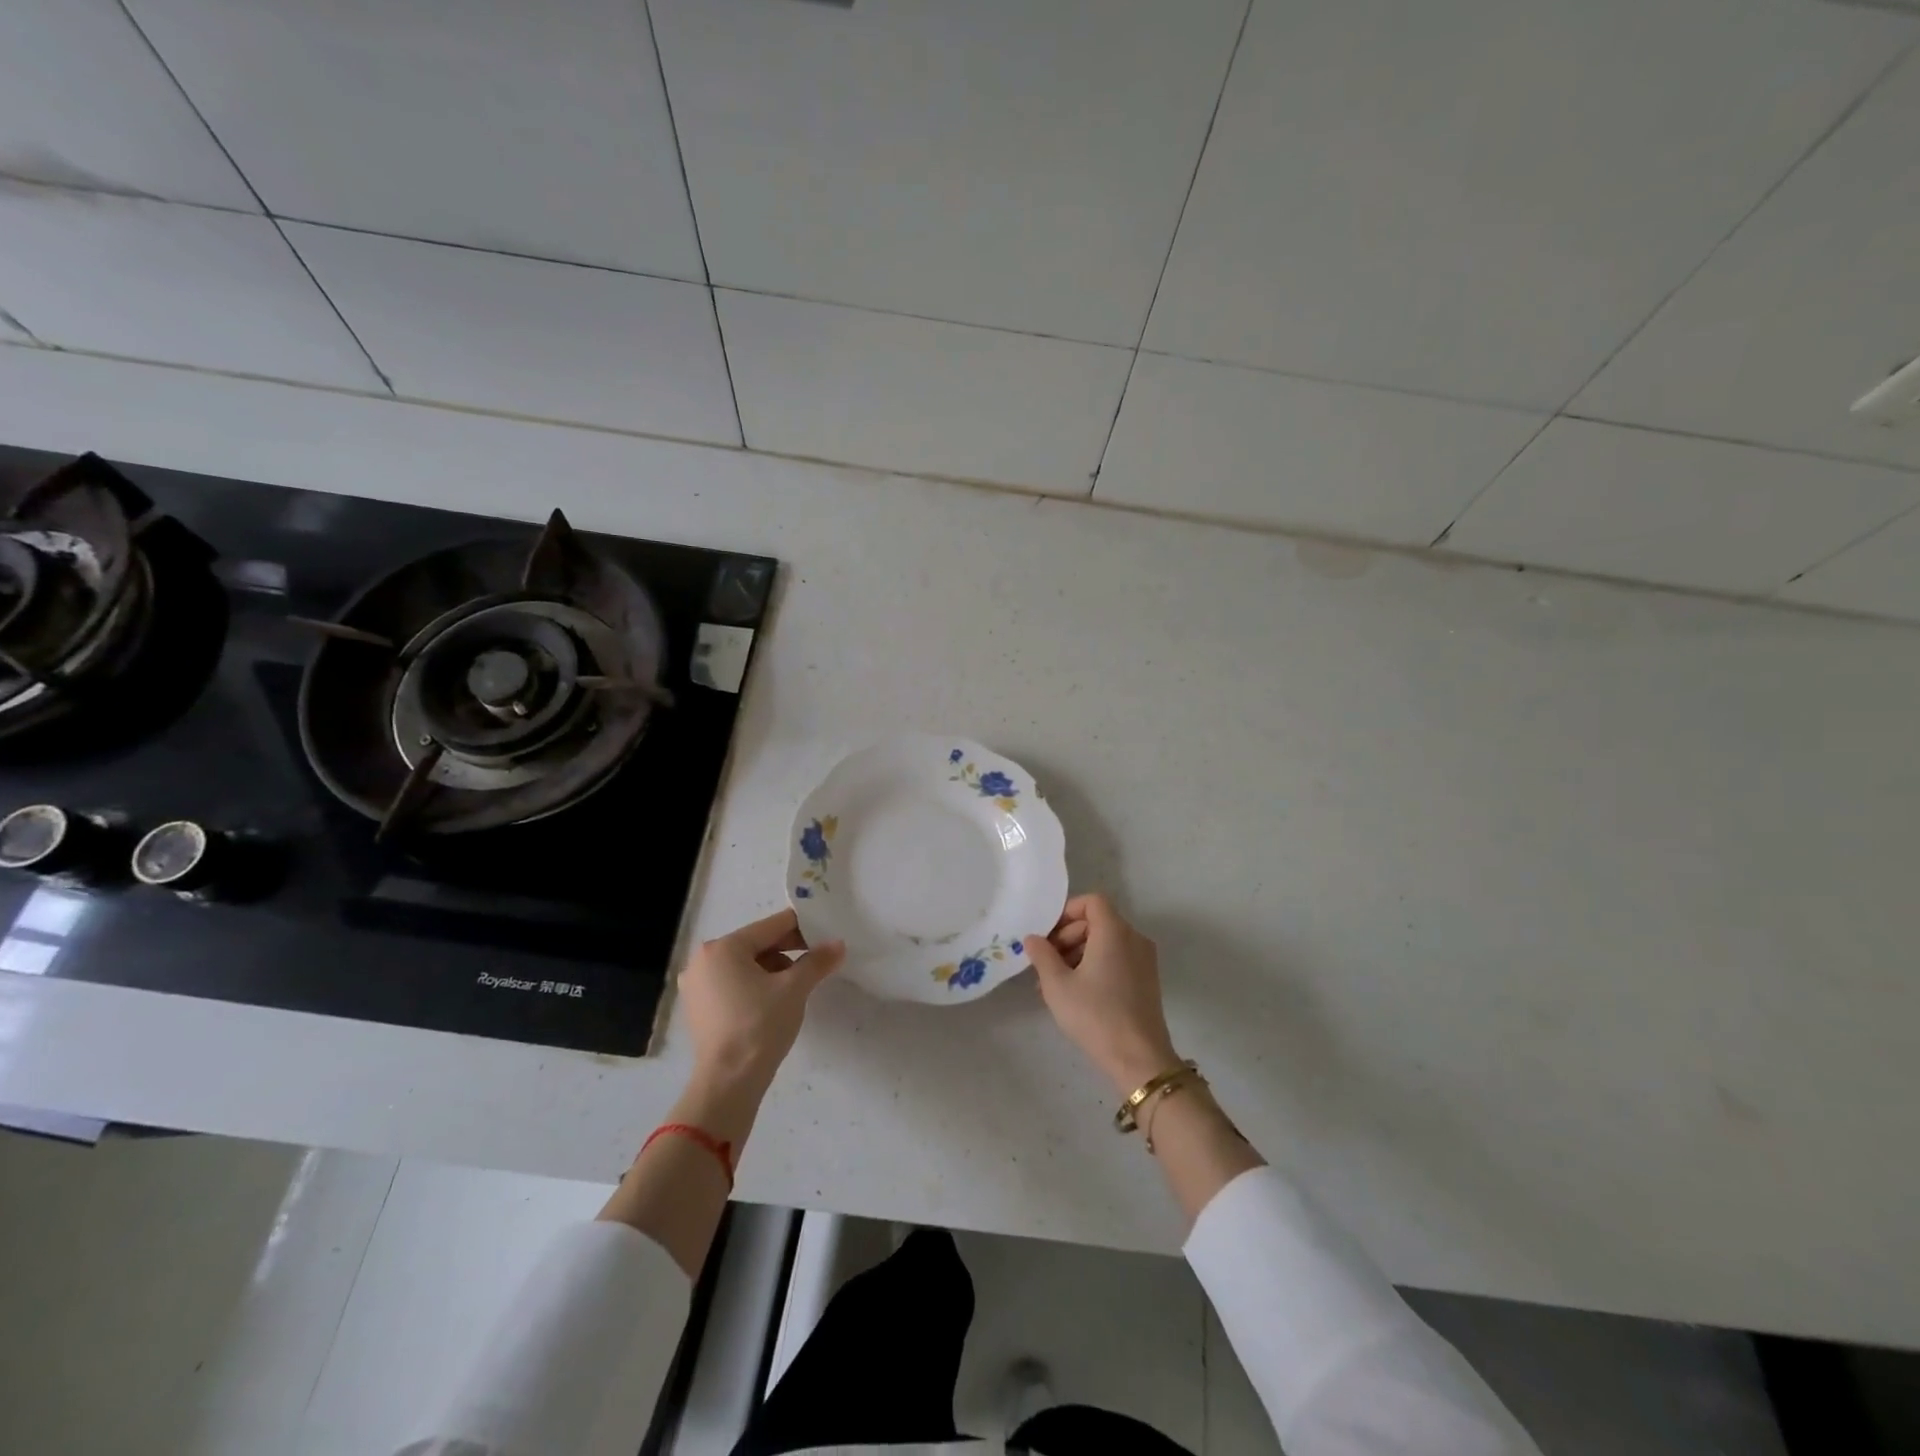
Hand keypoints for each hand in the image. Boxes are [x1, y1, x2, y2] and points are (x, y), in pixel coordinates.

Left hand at [680, 908, 843, 1089]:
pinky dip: (754, 986)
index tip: (825, 936)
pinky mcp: (698, 1008)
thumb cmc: (760, 1026)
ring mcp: (696, 985)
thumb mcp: (794, 989)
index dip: (802, 928)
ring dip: (772, 969)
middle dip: (788, 951)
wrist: (728, 1083)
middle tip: (816, 962)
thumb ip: (817, 961)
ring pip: (744, 965)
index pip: (771, 926)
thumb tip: (838, 944)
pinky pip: (732, 984)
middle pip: (756, 944)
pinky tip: (773, 1001)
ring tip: (797, 986)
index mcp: (723, 948)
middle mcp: (703, 960)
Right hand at [1028, 893, 1180, 1096]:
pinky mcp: (1147, 980)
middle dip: (1067, 937)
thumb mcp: (1057, 985)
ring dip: (1078, 954)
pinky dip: (1095, 966)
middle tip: (1045, 963)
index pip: (1091, 902)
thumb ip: (1042, 955)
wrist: (1139, 1059)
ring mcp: (1144, 960)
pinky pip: (1117, 959)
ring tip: (1054, 984)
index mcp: (1114, 932)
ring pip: (1106, 942)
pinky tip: (1076, 994)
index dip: (1066, 912)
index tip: (1047, 936)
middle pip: (1097, 922)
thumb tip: (1033, 938)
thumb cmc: (1095, 1015)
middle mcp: (1134, 939)